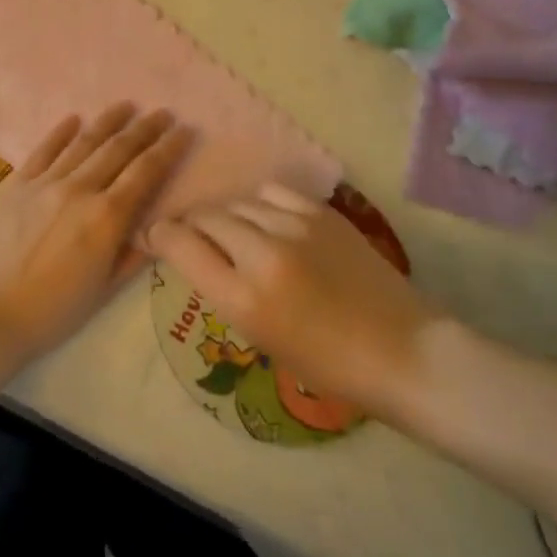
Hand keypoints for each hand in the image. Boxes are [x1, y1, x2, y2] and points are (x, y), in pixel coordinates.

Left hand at [0, 104, 191, 363]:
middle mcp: (79, 189)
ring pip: (83, 142)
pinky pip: (43, 150)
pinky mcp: (18, 184)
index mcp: (106, 217)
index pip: (146, 172)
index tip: (185, 129)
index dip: (168, 148)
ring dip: (108, 121)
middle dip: (145, 128)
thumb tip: (156, 228)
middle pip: (119, 149)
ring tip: (126, 105)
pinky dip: (61, 132)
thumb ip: (133, 253)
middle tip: (163, 113)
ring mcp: (45, 182)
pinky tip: (74, 118)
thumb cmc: (55, 310)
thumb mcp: (105, 289)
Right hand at [148, 183, 441, 421]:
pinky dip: (259, 205)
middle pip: (205, 218)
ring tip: (234, 232)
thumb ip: (222, 289)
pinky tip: (267, 220)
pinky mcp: (321, 213)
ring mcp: (294, 227)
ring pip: (236, 203)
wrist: (402, 351)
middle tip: (193, 237)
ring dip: (225, 217)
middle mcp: (263, 255)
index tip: (155, 235)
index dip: (160, 236)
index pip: (181, 246)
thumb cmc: (327, 364)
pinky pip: (271, 193)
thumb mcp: (260, 336)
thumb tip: (194, 252)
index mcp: (244, 300)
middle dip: (191, 226)